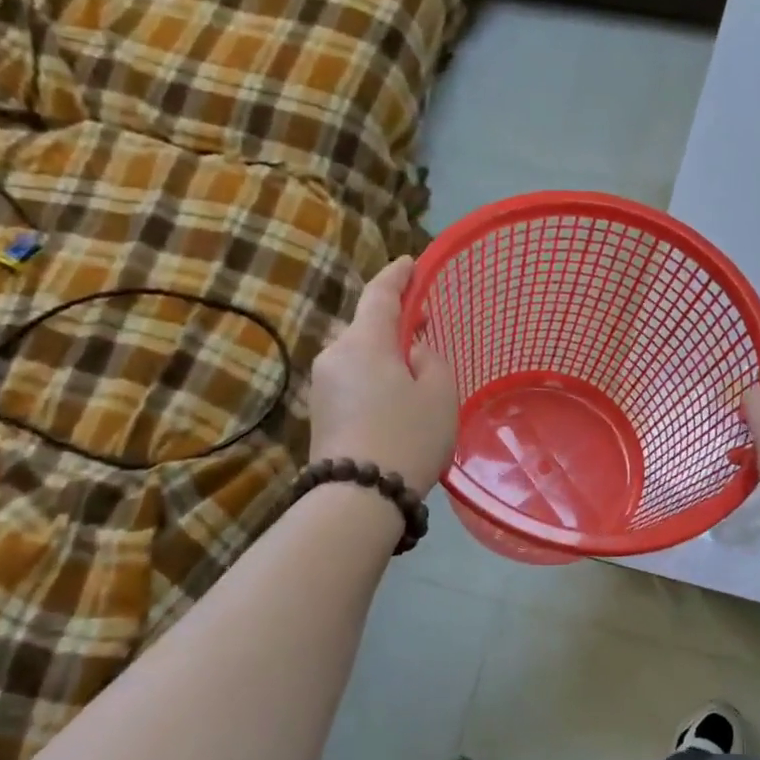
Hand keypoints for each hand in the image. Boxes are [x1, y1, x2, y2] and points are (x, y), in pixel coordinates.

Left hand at [309, 256, 458, 492]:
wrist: (358, 497)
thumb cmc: (408, 436)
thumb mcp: (439, 392)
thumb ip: (430, 358)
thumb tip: (410, 352)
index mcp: (364, 341)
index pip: (380, 294)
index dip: (398, 275)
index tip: (411, 263)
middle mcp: (335, 355)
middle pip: (367, 327)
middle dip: (394, 323)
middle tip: (425, 327)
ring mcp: (322, 386)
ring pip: (360, 357)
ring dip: (385, 356)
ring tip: (414, 374)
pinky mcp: (319, 413)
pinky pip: (353, 381)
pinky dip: (374, 379)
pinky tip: (394, 400)